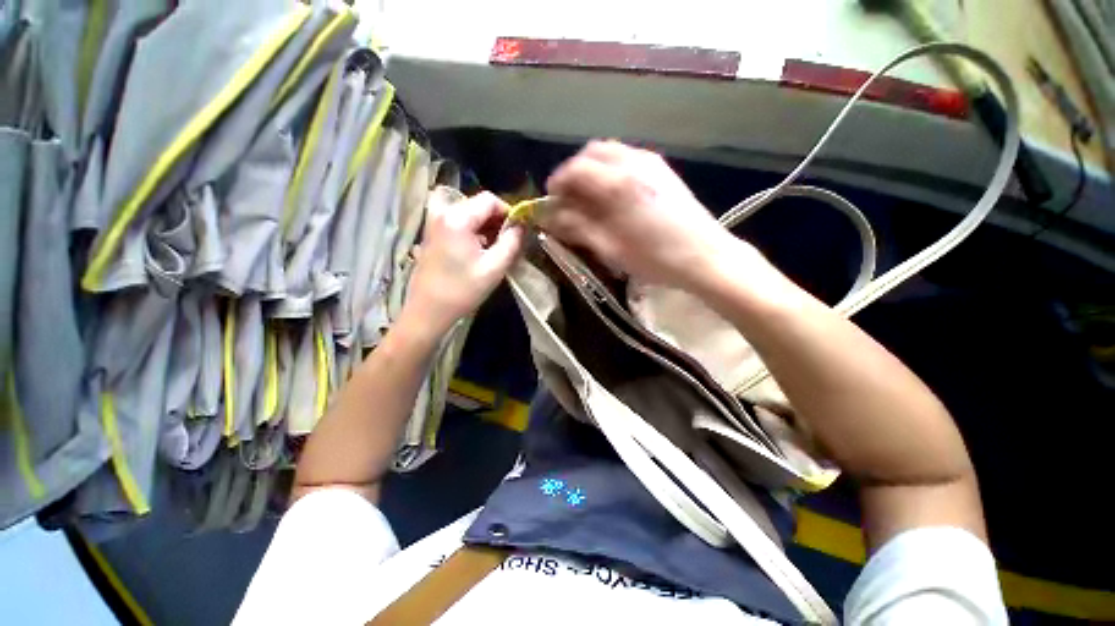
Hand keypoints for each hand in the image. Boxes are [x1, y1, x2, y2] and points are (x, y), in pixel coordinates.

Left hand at [402, 191, 523, 336]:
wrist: (428, 311)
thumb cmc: (462, 290)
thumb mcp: (494, 268)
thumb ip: (512, 242)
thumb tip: (521, 226)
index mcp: (457, 218)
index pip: (489, 200)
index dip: (508, 211)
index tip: (518, 231)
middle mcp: (442, 213)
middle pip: (478, 204)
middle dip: (497, 220)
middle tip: (508, 241)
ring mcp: (434, 222)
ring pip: (468, 212)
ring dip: (485, 226)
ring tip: (495, 248)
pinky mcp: (432, 233)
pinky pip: (458, 221)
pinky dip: (472, 230)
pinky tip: (479, 251)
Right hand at [544, 140, 751, 290]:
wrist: (705, 256)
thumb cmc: (655, 258)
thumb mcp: (609, 248)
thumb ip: (576, 227)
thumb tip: (550, 216)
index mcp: (617, 183)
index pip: (575, 169)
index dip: (558, 183)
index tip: (551, 201)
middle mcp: (632, 162)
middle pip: (591, 152)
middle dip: (574, 172)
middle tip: (569, 199)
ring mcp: (650, 161)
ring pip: (610, 152)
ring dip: (592, 170)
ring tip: (589, 198)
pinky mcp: (662, 169)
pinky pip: (627, 158)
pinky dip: (611, 169)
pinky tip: (613, 194)